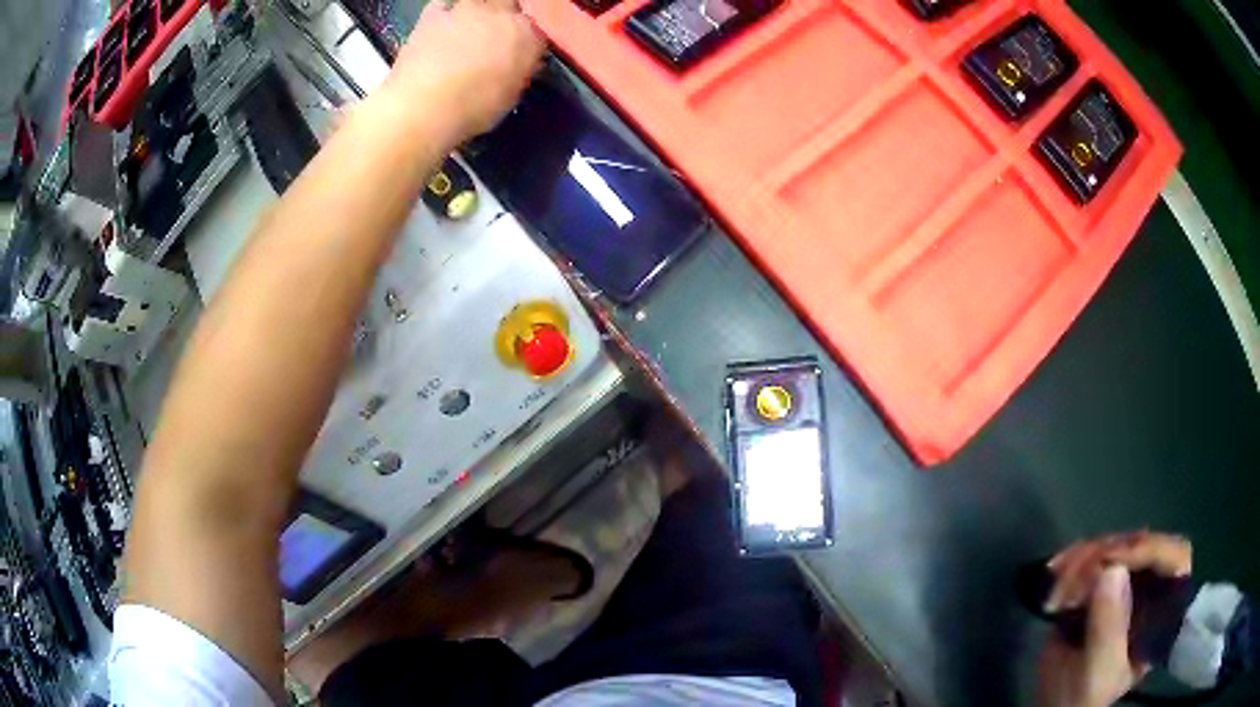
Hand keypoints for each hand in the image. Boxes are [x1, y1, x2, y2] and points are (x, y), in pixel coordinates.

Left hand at [382, 0, 544, 144]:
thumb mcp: (510, 96)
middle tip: (494, 40)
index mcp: (527, 34)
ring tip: (467, 35)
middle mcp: (500, 13)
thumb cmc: (473, 108)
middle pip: (509, 6)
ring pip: (477, 3)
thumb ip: (519, 72)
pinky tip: (440, 30)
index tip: (521, 54)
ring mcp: (465, 9)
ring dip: (476, 14)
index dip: (528, 41)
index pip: (537, 28)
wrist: (422, 106)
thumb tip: (520, 65)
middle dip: (505, 19)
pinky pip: (442, 6)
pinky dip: (443, 15)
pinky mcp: (432, 14)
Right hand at [1038, 531, 1192, 706]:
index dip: (1150, 550)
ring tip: (1055, 596)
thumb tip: (1111, 570)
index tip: (1110, 562)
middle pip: (1141, 545)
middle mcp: (1154, 586)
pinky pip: (1093, 552)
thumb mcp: (1098, 673)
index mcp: (1165, 610)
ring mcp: (1129, 580)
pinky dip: (1071, 560)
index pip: (1175, 558)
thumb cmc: (1085, 696)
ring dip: (1081, 560)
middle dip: (1105, 556)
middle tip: (1070, 583)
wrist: (1058, 705)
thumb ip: (1108, 629)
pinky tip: (1053, 575)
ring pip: (1115, 544)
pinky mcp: (1104, 579)